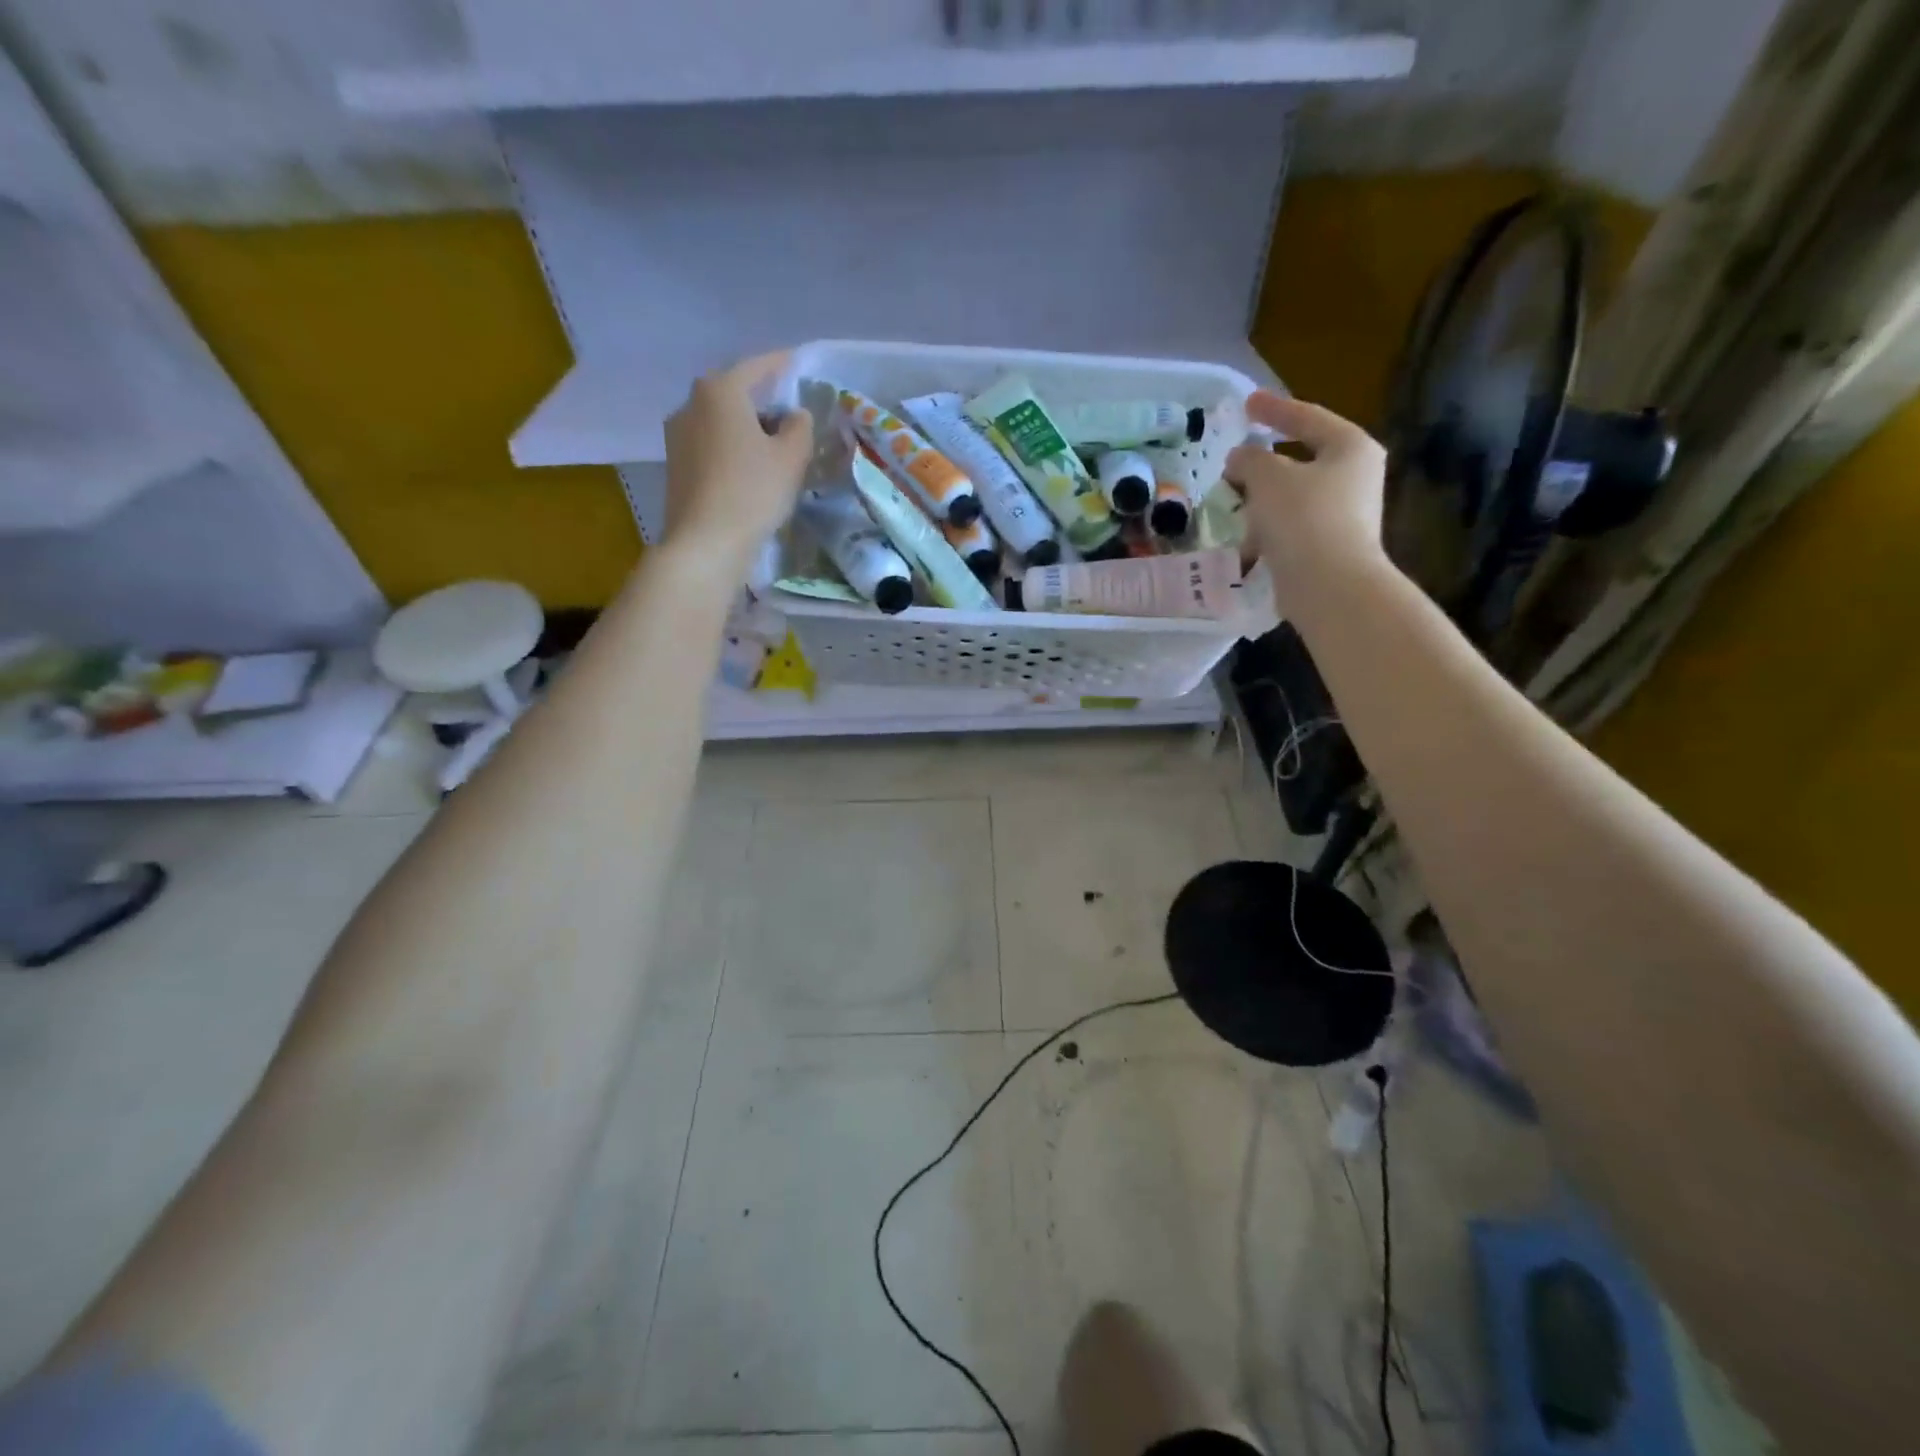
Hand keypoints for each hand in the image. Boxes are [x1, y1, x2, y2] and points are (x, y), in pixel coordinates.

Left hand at [663, 352, 813, 571]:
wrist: (705, 543)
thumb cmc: (752, 492)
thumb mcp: (792, 457)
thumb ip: (800, 427)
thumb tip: (794, 415)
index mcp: (720, 390)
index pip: (757, 367)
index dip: (782, 365)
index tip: (798, 363)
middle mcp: (691, 403)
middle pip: (734, 393)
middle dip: (763, 400)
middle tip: (791, 414)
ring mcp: (677, 435)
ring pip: (721, 420)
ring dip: (746, 427)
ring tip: (773, 445)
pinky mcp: (675, 464)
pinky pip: (711, 444)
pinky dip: (732, 447)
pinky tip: (749, 467)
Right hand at [1224, 391, 1388, 608]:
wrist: (1329, 586)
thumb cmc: (1303, 519)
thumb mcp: (1268, 477)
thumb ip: (1250, 459)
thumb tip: (1240, 459)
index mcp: (1350, 448)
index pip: (1307, 418)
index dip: (1274, 409)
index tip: (1246, 404)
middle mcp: (1355, 477)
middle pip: (1300, 461)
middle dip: (1263, 465)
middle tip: (1233, 466)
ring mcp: (1345, 516)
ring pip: (1292, 498)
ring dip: (1261, 502)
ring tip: (1231, 508)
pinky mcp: (1330, 548)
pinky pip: (1291, 530)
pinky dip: (1267, 532)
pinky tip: (1244, 545)